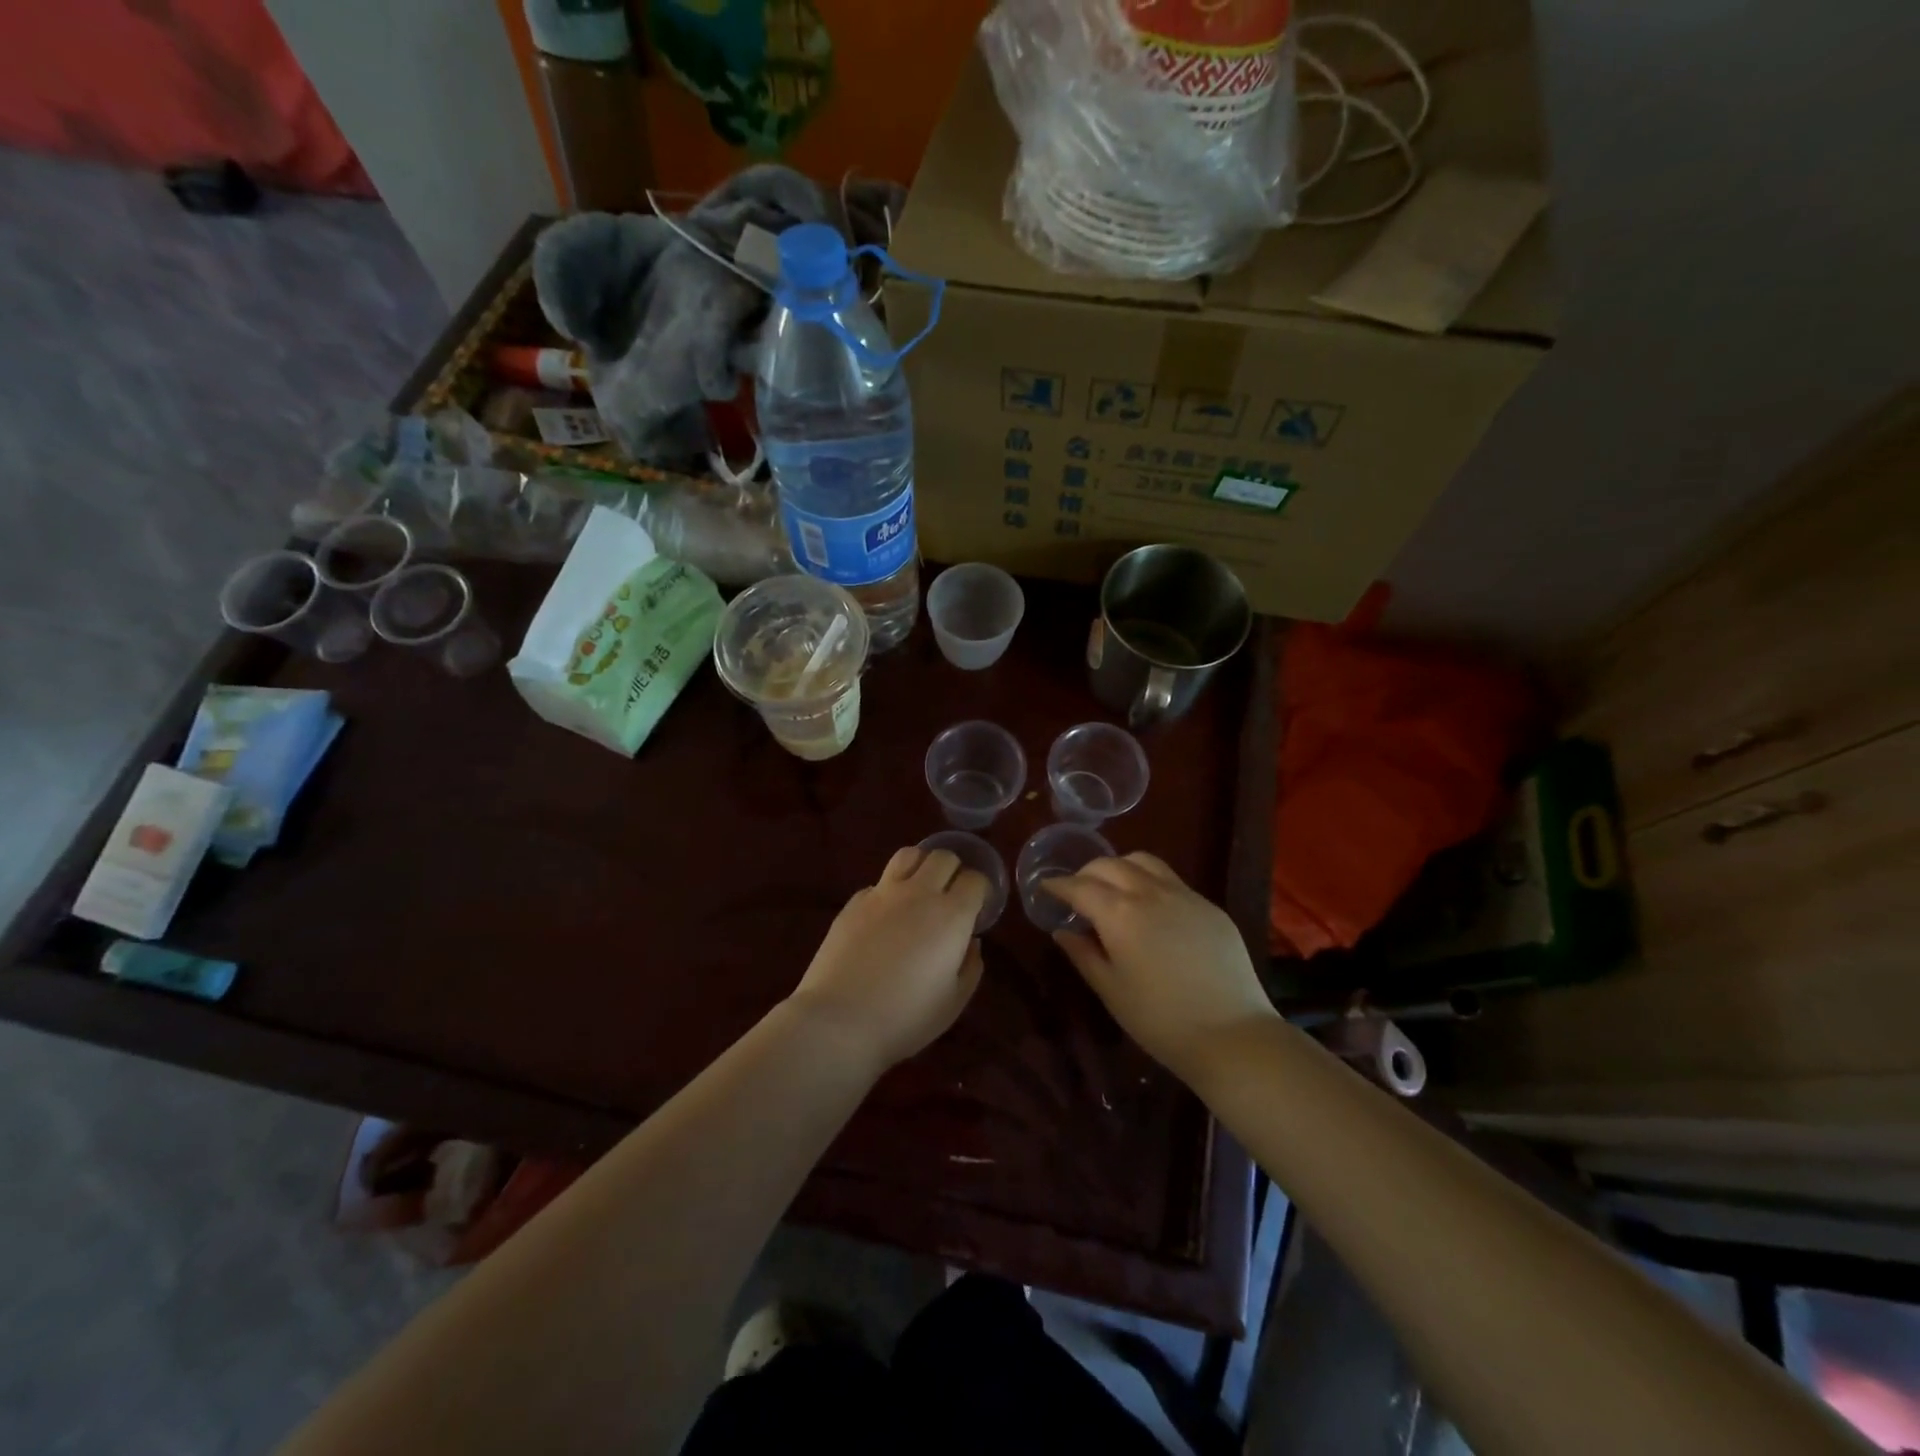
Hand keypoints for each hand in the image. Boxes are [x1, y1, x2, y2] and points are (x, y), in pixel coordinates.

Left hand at [787, 846, 987, 1068]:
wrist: (839, 1021)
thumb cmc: (905, 1018)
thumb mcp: (954, 1002)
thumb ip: (970, 966)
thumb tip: (971, 941)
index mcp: (951, 915)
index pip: (975, 879)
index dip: (981, 890)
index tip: (978, 908)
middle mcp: (919, 893)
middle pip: (943, 856)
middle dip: (954, 870)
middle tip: (951, 896)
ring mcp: (882, 893)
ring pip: (908, 855)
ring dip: (921, 866)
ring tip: (920, 889)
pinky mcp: (854, 902)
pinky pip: (879, 883)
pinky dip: (889, 892)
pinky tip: (885, 917)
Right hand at [1044, 854, 1275, 1081]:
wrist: (1232, 1035)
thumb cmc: (1160, 1020)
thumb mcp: (1111, 990)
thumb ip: (1083, 954)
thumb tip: (1063, 931)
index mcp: (1119, 914)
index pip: (1079, 886)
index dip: (1058, 884)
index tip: (1046, 887)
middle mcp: (1150, 893)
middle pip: (1110, 864)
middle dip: (1086, 873)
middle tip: (1077, 892)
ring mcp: (1184, 895)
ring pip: (1143, 862)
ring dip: (1120, 867)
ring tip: (1113, 889)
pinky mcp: (1209, 906)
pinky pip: (1172, 880)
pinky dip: (1149, 882)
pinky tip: (1151, 908)